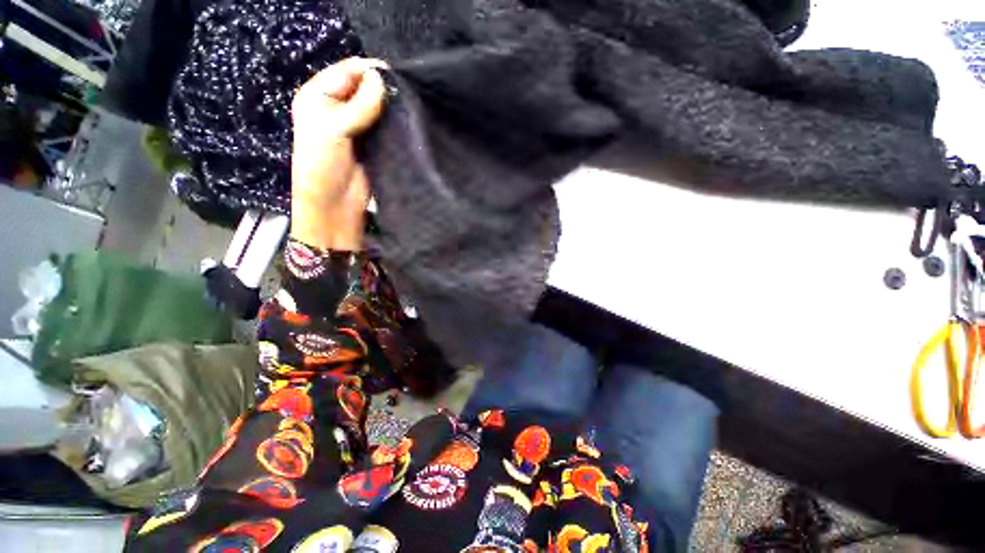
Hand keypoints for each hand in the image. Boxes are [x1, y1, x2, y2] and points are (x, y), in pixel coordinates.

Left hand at [290, 57, 387, 250]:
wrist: (335, 203)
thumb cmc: (323, 164)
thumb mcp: (334, 128)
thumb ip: (359, 104)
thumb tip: (381, 79)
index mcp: (319, 95)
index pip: (347, 71)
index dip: (369, 71)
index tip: (394, 77)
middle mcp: (338, 106)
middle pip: (364, 87)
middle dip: (382, 88)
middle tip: (405, 94)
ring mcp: (357, 125)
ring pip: (377, 106)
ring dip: (391, 107)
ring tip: (408, 107)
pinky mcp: (372, 142)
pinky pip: (385, 125)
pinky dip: (394, 122)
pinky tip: (406, 122)